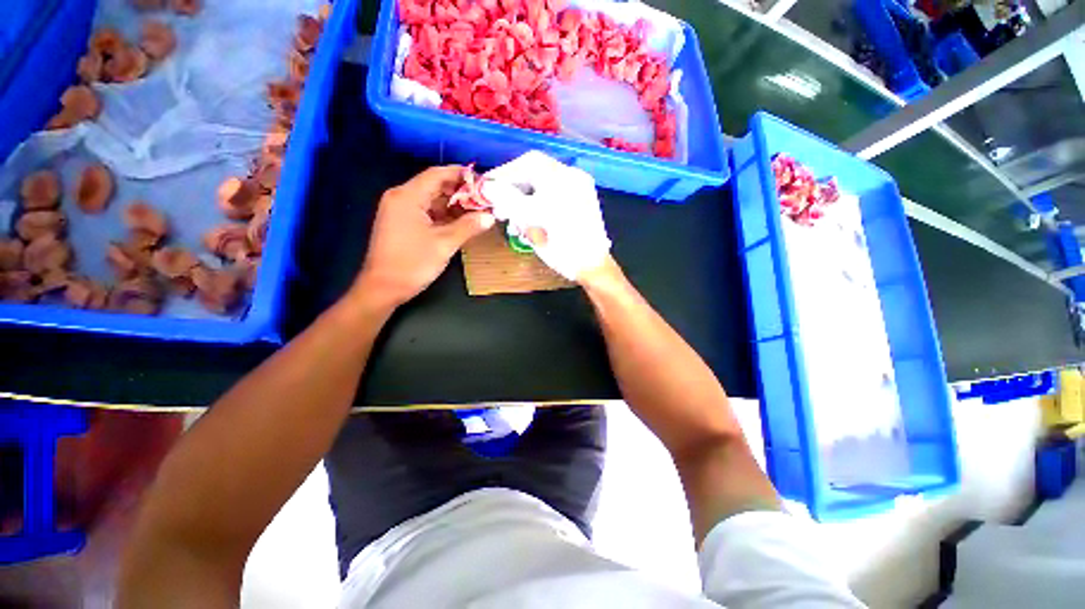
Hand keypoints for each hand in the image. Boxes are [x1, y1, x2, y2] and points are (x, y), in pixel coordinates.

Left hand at [352, 166, 494, 308]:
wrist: (383, 288)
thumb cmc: (412, 263)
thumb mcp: (444, 244)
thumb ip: (468, 226)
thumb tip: (490, 216)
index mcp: (408, 196)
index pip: (437, 174)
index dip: (461, 174)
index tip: (483, 180)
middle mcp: (401, 197)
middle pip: (434, 186)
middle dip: (460, 192)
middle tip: (484, 199)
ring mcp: (399, 211)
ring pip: (431, 200)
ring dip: (453, 205)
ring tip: (478, 210)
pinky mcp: (401, 224)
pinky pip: (426, 212)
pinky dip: (444, 216)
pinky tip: (461, 222)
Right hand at [481, 151, 610, 280]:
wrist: (592, 267)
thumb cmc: (562, 246)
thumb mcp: (530, 222)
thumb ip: (507, 199)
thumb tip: (487, 186)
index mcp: (563, 177)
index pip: (527, 164)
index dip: (504, 174)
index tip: (488, 187)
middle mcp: (573, 176)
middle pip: (536, 172)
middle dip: (514, 189)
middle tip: (499, 206)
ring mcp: (580, 188)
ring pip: (544, 184)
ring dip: (525, 197)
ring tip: (513, 216)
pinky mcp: (582, 201)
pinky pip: (554, 193)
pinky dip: (539, 202)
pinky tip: (530, 218)